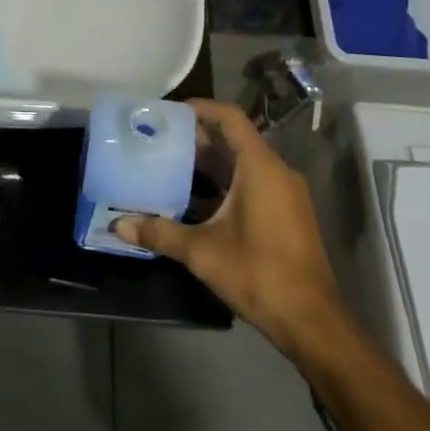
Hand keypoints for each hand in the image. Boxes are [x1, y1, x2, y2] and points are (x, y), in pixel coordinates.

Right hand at [115, 99, 347, 357]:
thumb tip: (118, 225)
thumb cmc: (259, 273)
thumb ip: (160, 232)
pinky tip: (193, 202)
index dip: (201, 108)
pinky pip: (252, 184)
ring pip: (242, 165)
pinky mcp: (286, 215)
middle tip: (158, 141)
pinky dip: (223, 185)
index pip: (230, 119)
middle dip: (196, 139)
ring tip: (168, 167)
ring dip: (208, 165)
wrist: (311, 322)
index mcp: (260, 168)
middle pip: (233, 141)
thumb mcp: (202, 252)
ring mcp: (285, 195)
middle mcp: (276, 173)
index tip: (169, 112)